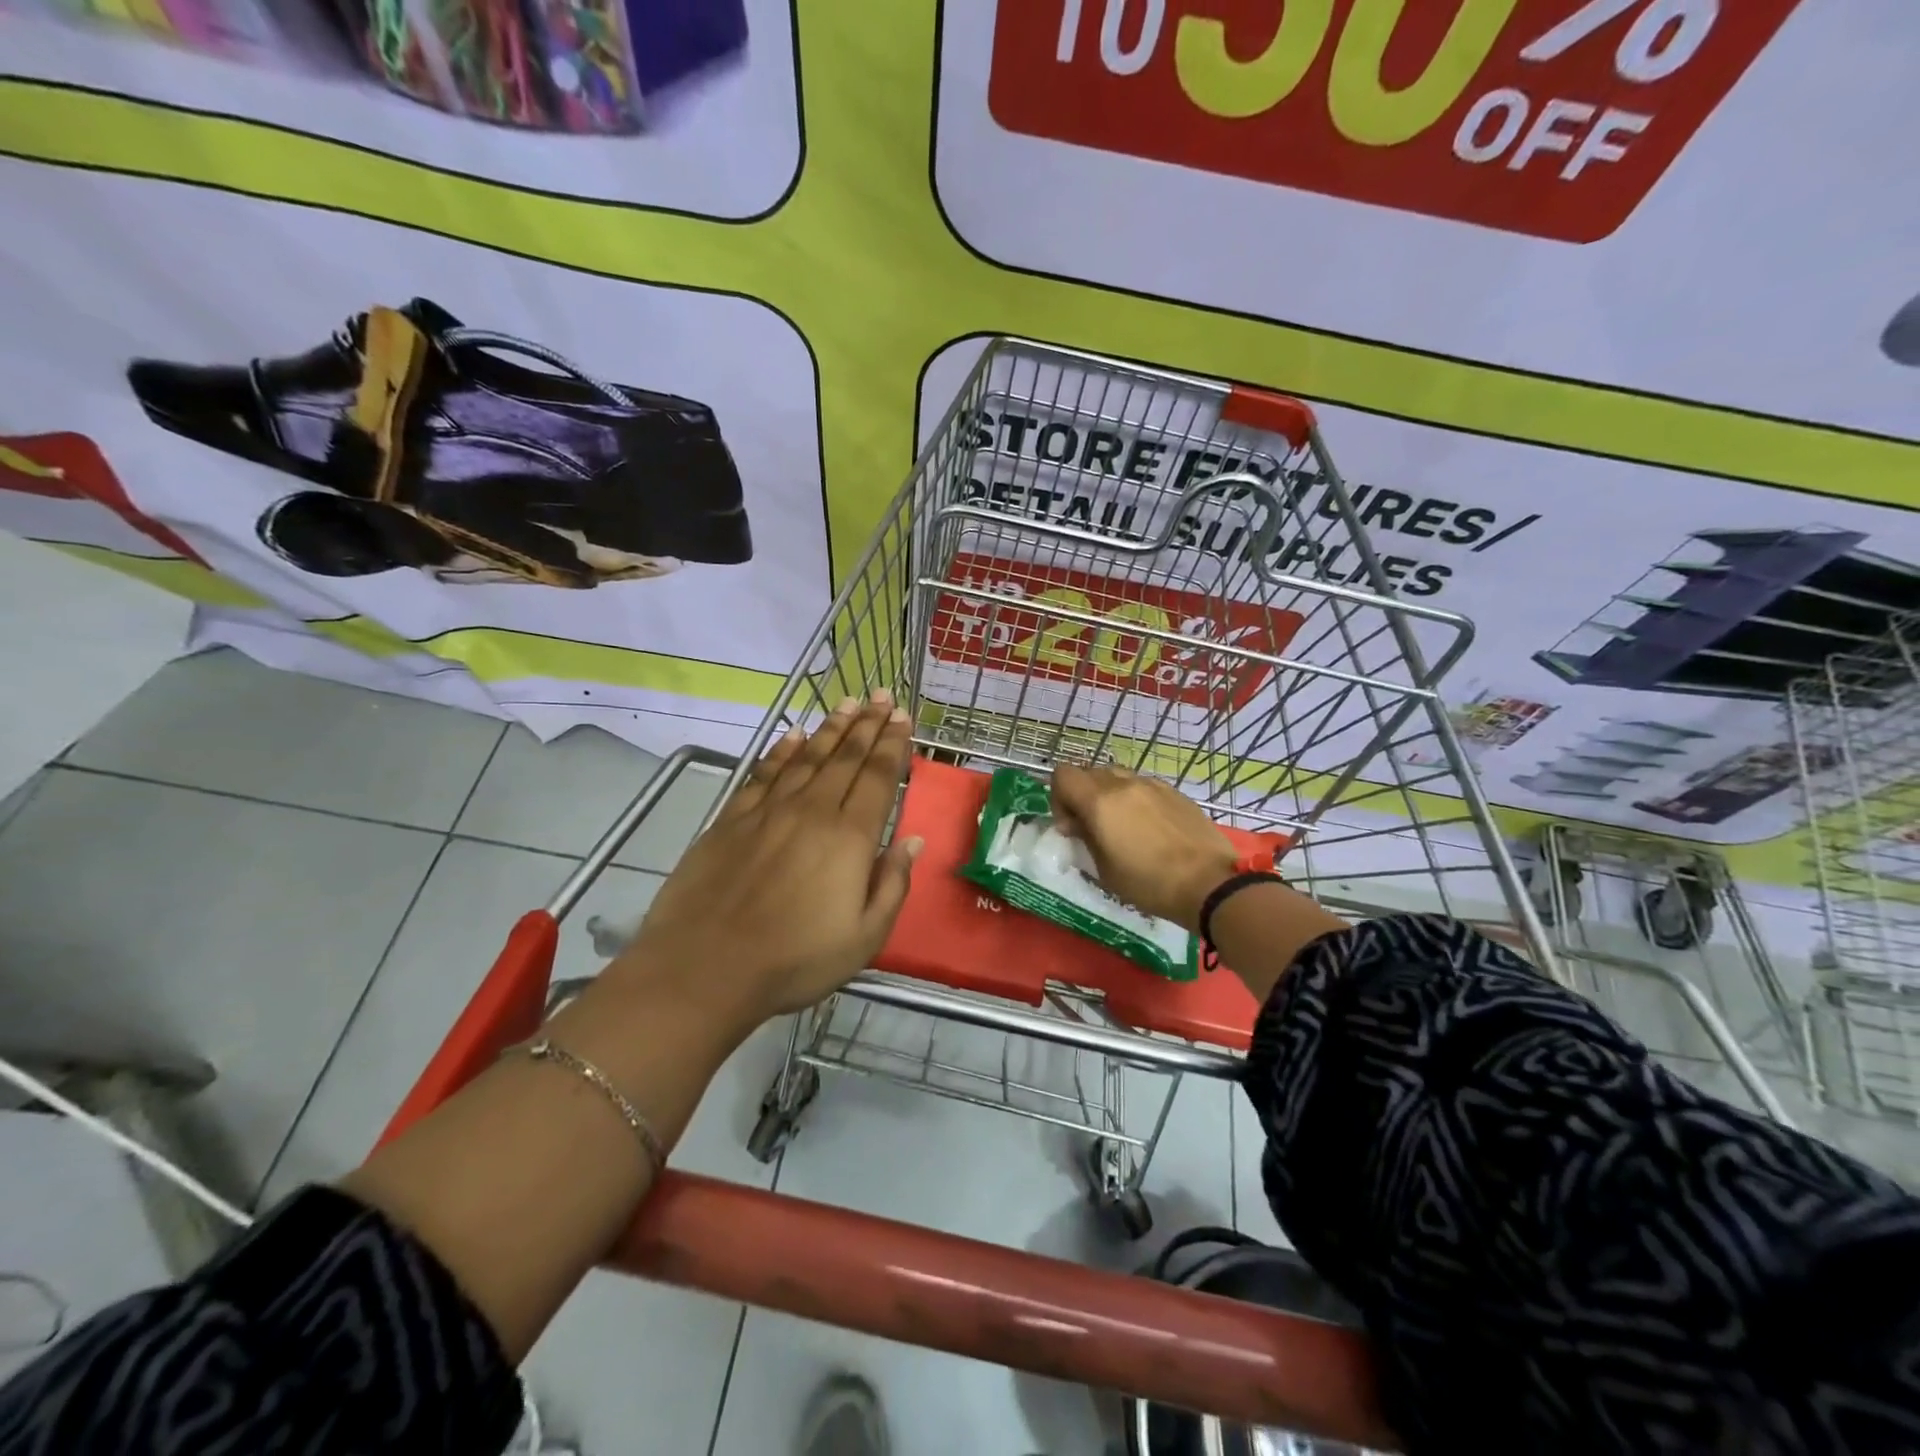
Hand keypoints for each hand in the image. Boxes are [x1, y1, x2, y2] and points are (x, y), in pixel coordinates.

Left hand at [611, 692, 921, 1026]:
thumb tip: (912, 840)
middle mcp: (812, 811)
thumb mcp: (864, 938)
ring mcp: (768, 811)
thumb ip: (892, 884)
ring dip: (831, 728)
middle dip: (868, 724)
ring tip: (848, 703)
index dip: (892, 744)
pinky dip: (782, 750)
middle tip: (883, 696)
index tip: (902, 717)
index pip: (877, 777)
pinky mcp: (732, 819)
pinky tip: (793, 735)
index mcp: (850, 838)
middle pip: (846, 757)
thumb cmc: (794, 960)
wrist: (705, 966)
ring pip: (807, 757)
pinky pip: (764, 773)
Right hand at [1050, 764, 1236, 931]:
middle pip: (1089, 772)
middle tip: (1092, 826)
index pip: (1063, 775)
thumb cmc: (1149, 884)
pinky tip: (1150, 828)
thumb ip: (1085, 837)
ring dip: (1110, 795)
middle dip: (1083, 795)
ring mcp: (1153, 785)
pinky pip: (1144, 786)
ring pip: (1118, 776)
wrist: (1209, 883)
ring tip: (1122, 825)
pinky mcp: (1175, 792)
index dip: (1058, 797)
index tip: (1070, 825)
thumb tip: (1076, 823)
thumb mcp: (1104, 870)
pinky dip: (1136, 799)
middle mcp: (1124, 784)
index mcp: (1100, 802)